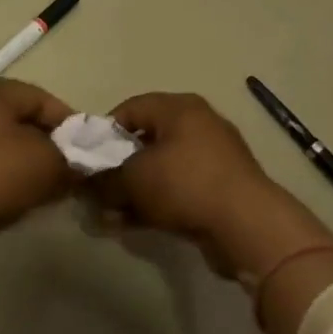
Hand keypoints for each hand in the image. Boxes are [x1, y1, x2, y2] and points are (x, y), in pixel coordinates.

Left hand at [0, 77, 76, 239]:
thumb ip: (72, 157)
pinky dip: (0, 181)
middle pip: (18, 123)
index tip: (87, 151)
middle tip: (68, 172)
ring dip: (25, 167)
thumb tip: (78, 165)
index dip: (69, 124)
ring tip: (46, 192)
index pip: (40, 98)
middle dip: (47, 147)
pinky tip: (17, 203)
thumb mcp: (51, 161)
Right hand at [93, 91, 332, 296]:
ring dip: (133, 192)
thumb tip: (86, 185)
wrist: (246, 224)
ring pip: (160, 169)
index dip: (103, 132)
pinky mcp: (220, 188)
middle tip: (97, 192)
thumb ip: (104, 179)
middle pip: (145, 140)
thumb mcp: (133, 179)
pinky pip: (178, 189)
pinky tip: (133, 225)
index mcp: (179, 108)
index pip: (130, 108)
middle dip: (117, 168)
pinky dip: (156, 203)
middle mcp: (198, 124)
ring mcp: (213, 157)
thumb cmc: (184, 184)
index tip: (87, 160)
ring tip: (110, 216)